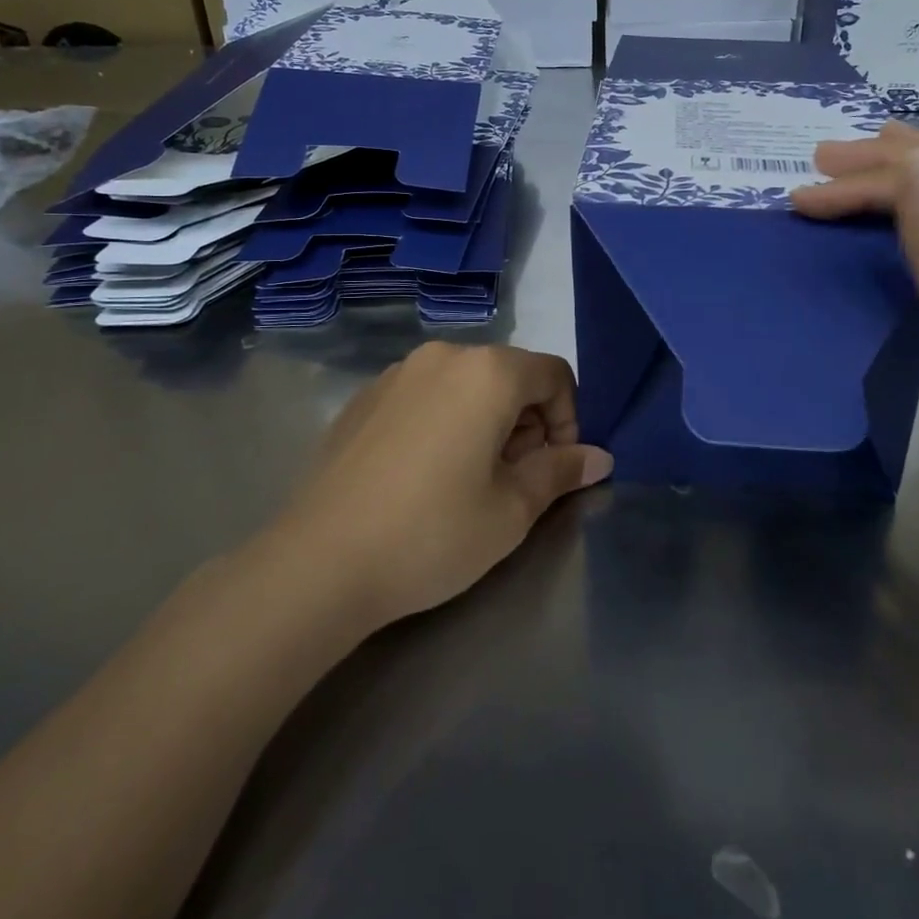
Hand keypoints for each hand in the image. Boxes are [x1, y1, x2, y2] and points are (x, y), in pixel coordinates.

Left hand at [279, 343, 613, 630]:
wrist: (319, 561)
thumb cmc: (433, 532)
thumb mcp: (512, 509)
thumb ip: (561, 471)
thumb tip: (599, 457)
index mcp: (487, 372)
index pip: (554, 374)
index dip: (569, 419)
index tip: (555, 469)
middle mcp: (443, 356)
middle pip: (510, 375)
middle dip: (527, 422)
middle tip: (515, 481)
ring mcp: (397, 373)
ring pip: (467, 384)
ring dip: (487, 421)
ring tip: (469, 481)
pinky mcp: (365, 398)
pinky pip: (426, 396)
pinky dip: (445, 421)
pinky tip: (424, 476)